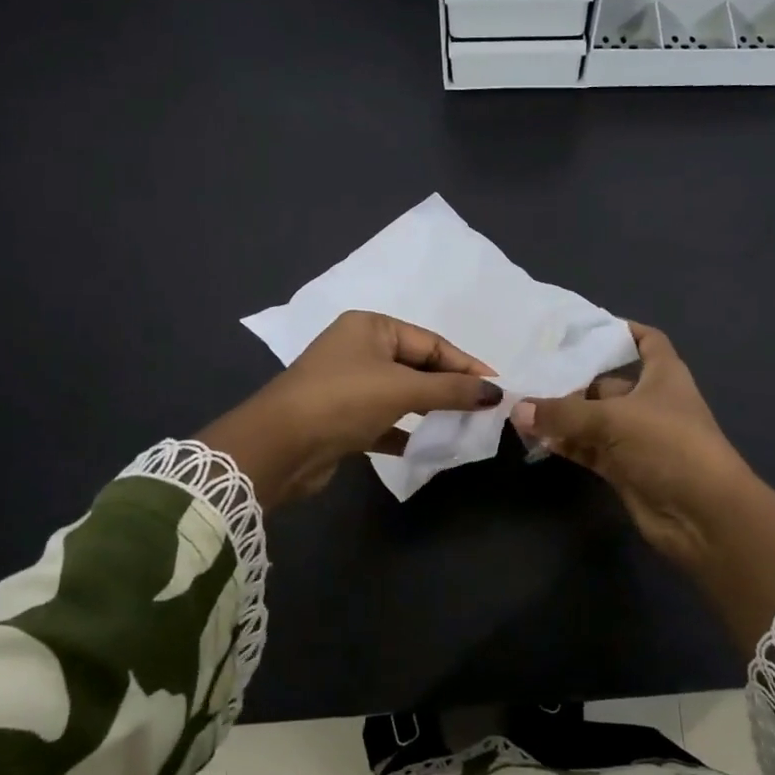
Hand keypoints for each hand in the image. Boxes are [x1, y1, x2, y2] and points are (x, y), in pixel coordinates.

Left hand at [199, 311, 501, 507]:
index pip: (431, 343)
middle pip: (418, 367)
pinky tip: (429, 446)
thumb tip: (495, 393)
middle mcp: (359, 350)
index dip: (466, 365)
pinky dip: (407, 432)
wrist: (277, 448)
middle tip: (483, 409)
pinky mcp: (342, 419)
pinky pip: (386, 420)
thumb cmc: (343, 400)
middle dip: (450, 388)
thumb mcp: (402, 389)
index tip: (497, 388)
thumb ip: (451, 390)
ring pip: (402, 394)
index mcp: (371, 327)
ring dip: (431, 410)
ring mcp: (349, 384)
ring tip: (464, 426)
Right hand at [511, 323, 753, 569]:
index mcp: (663, 375)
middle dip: (573, 378)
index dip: (623, 331)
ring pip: (593, 418)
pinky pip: (588, 448)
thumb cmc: (668, 445)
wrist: (702, 514)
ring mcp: (636, 437)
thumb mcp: (614, 419)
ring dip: (563, 415)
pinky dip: (566, 443)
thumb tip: (517, 408)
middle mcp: (649, 402)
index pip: (647, 341)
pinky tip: (535, 437)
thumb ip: (563, 413)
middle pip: (607, 382)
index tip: (586, 327)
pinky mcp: (623, 468)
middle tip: (529, 371)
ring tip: (521, 404)